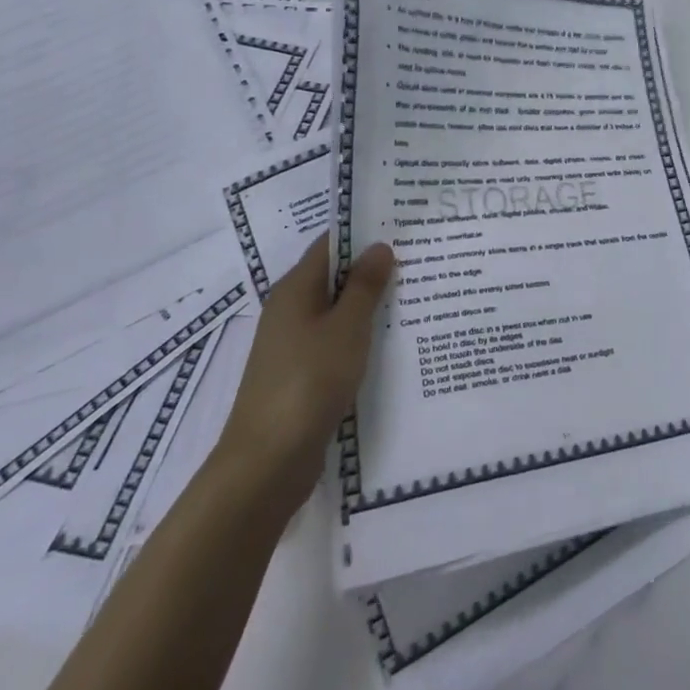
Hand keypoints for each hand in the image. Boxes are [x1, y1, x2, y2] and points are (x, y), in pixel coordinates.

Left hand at [215, 234, 395, 516]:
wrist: (267, 462)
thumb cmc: (309, 381)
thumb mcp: (346, 328)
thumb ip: (365, 286)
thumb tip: (379, 245)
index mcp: (295, 290)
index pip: (330, 245)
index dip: (364, 234)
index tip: (404, 228)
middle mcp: (290, 310)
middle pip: (335, 277)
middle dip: (374, 269)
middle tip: (422, 260)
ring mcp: (294, 345)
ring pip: (338, 312)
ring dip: (371, 305)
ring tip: (417, 296)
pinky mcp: (302, 374)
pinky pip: (336, 341)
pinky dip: (362, 335)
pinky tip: (392, 341)